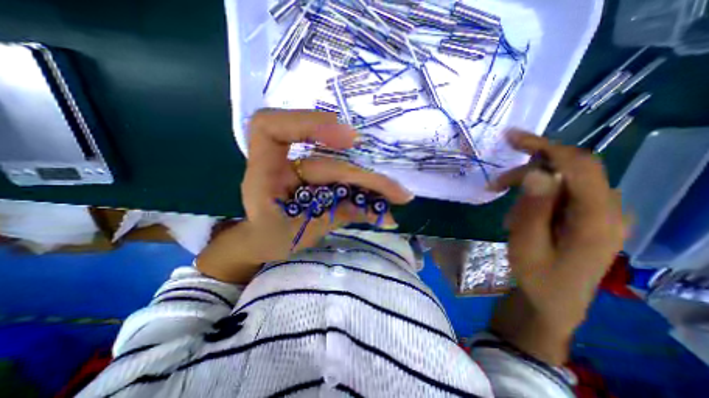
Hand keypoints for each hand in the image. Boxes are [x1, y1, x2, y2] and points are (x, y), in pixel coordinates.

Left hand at [195, 109, 412, 282]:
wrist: (265, 239)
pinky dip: (366, 193)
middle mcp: (286, 164)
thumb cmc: (269, 237)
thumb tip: (377, 211)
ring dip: (372, 183)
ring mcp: (306, 170)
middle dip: (363, 177)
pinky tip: (382, 207)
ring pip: (343, 170)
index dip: (308, 123)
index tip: (348, 139)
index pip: (271, 126)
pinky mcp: (321, 179)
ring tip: (399, 196)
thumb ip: (333, 217)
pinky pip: (346, 182)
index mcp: (264, 172)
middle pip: (328, 161)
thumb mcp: (295, 234)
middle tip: (396, 192)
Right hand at [492, 131, 627, 338]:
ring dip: (529, 186)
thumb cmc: (538, 276)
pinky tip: (520, 216)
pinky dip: (536, 196)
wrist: (553, 301)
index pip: (578, 165)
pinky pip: (562, 193)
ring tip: (506, 211)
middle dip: (530, 170)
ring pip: (563, 180)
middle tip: (496, 184)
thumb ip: (534, 208)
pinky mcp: (588, 216)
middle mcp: (608, 209)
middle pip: (570, 169)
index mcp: (598, 218)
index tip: (511, 137)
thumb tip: (537, 172)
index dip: (545, 145)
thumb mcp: (527, 244)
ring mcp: (600, 212)